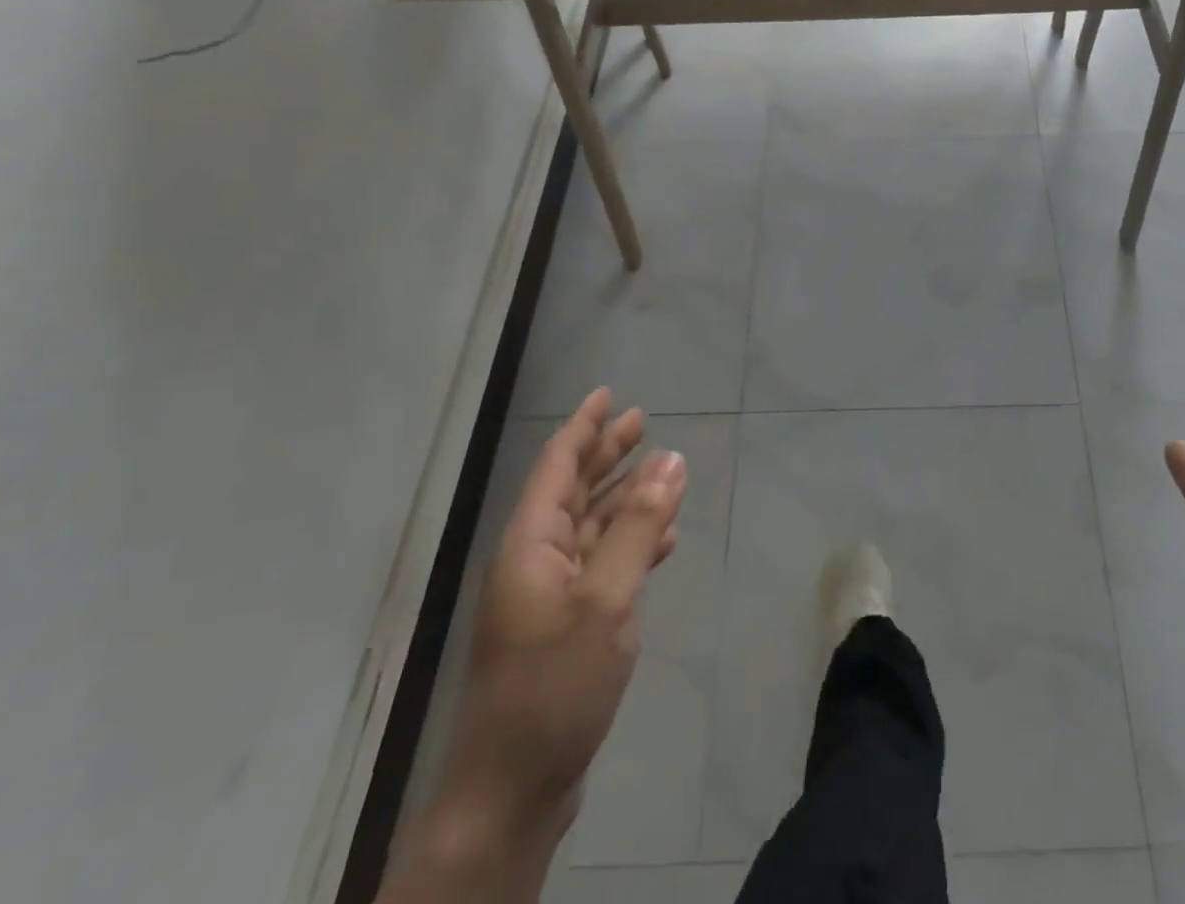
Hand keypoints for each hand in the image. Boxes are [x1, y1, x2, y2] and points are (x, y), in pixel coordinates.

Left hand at [439, 389, 686, 836]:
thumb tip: (671, 460)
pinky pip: (603, 564)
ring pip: (592, 526)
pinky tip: (663, 539)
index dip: (583, 427)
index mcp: (530, 544)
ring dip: (626, 497)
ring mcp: (550, 594)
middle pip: (574, 490)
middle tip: (641, 420)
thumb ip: (638, 527)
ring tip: (663, 470)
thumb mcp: (605, 600)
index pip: (556, 466)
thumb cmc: (553, 685)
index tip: (608, 394)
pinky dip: (632, 543)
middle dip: (606, 454)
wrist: (513, 790)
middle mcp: (535, 560)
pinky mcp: (567, 625)